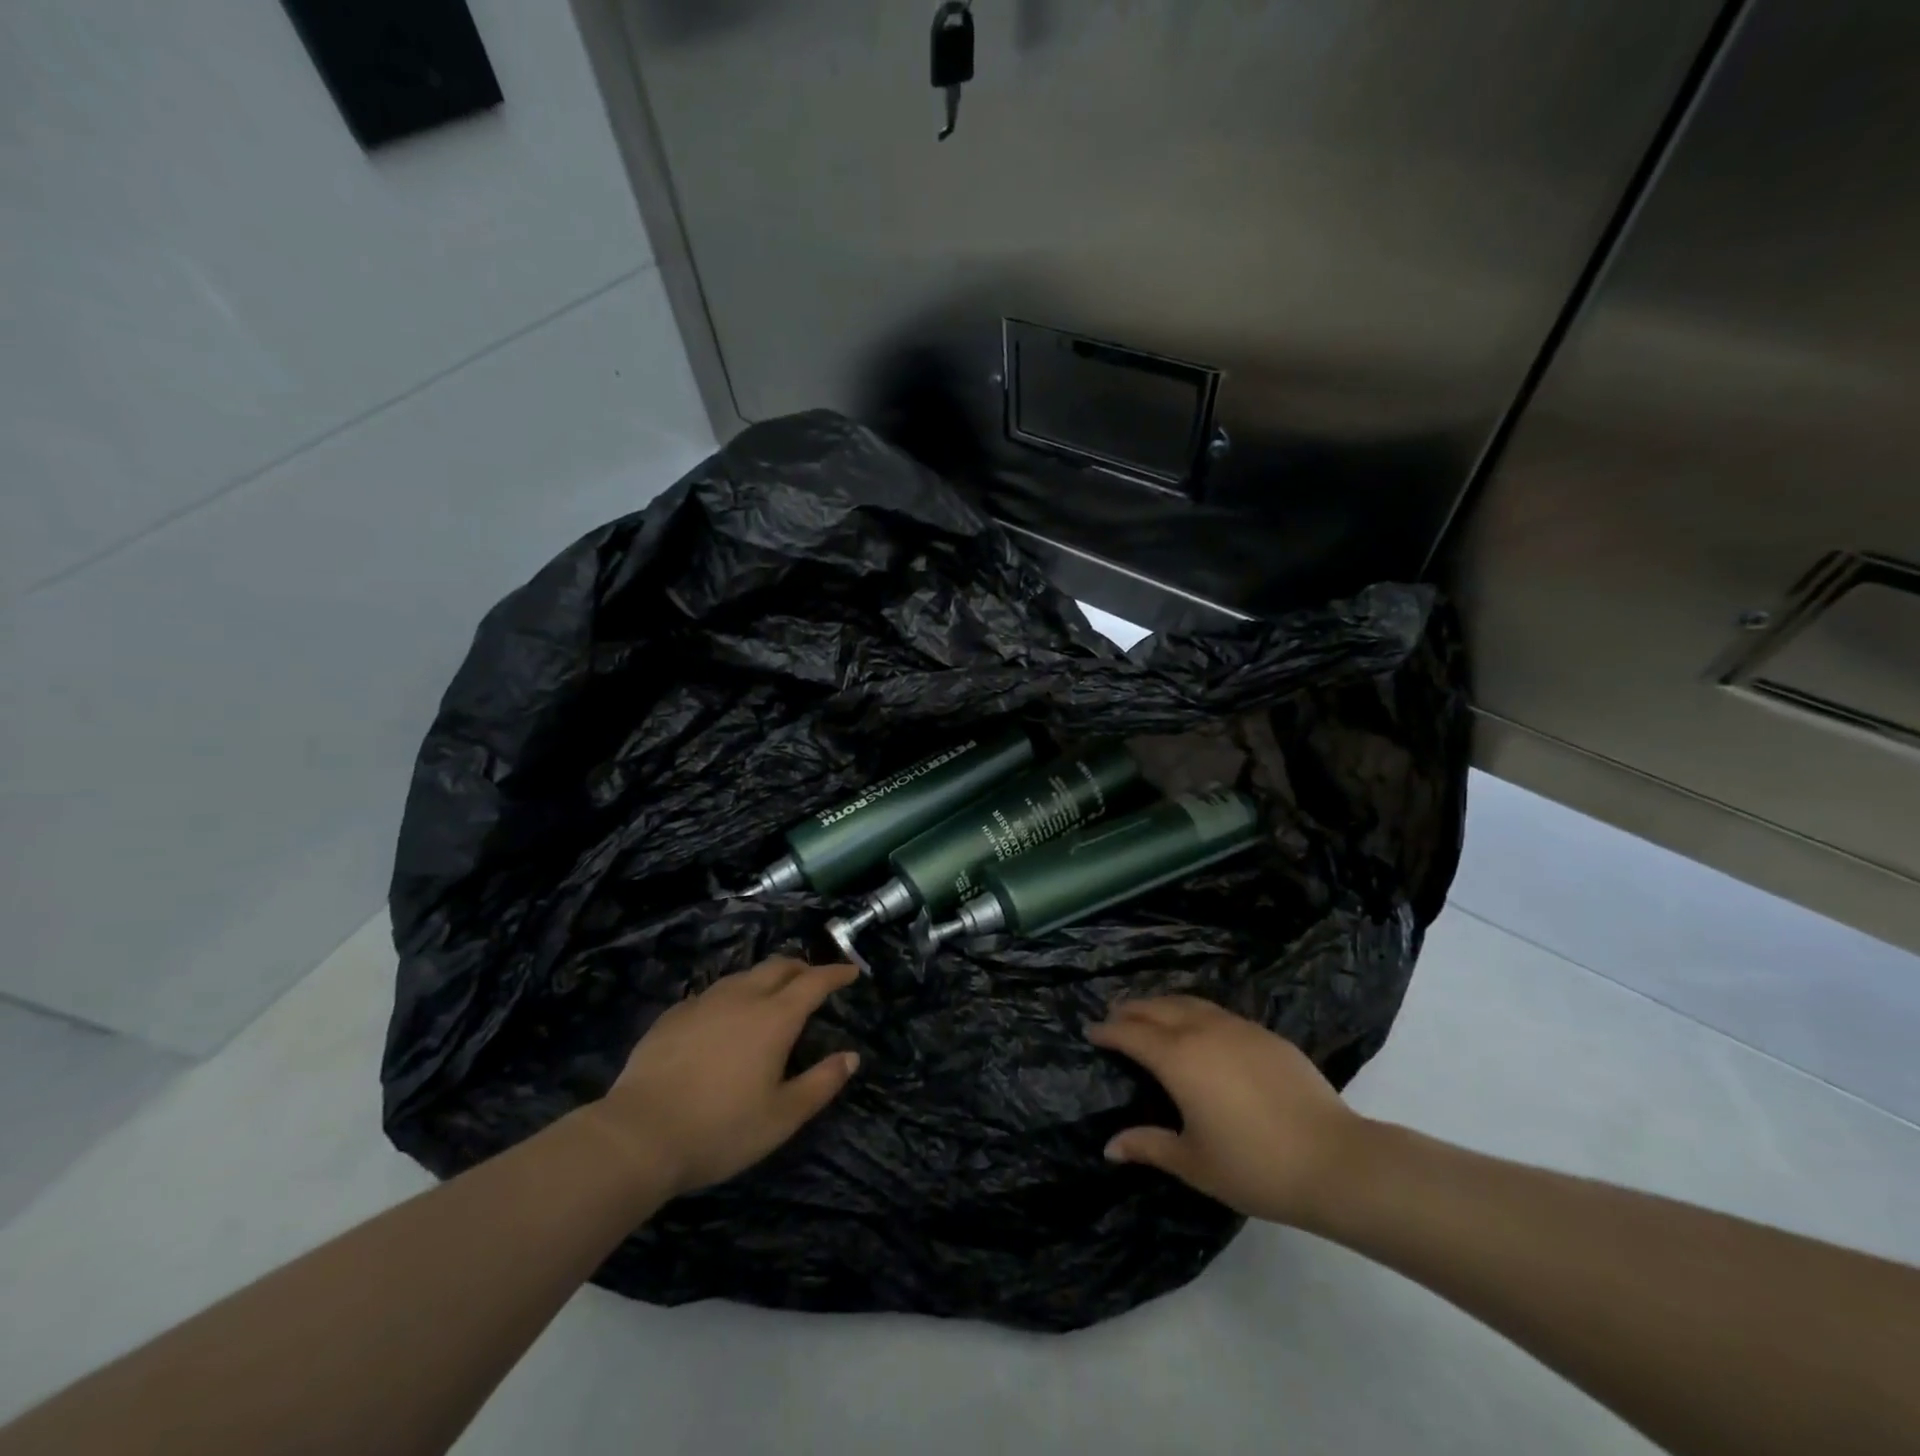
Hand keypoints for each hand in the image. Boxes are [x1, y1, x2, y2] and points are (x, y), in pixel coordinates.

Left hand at [590, 957, 860, 1198]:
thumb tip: (851, 1057)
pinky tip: (724, 1018)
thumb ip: (821, 1084)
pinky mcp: (673, 1016)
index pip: (813, 982)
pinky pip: (712, 994)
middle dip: (801, 967)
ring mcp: (703, 1003)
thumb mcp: (782, 1117)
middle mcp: (742, 998)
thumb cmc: (720, 1129)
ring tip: (771, 995)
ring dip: (765, 978)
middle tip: (813, 979)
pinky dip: (731, 996)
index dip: (835, 974)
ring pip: (743, 976)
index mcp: (774, 1017)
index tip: (850, 972)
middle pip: (778, 966)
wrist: (638, 1135)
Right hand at [1088, 996, 1362, 1228]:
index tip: (1091, 1032)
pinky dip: (1194, 1011)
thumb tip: (1110, 1147)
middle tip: (1114, 1016)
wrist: (1335, 1161)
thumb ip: (1149, 1146)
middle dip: (1131, 1010)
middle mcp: (1203, 1031)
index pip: (1131, 1034)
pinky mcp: (1265, 1035)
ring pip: (1188, 1002)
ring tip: (1150, 1013)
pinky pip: (1217, 1012)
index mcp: (1178, 1058)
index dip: (1108, 1031)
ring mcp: (1238, 1028)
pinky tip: (1199, 1029)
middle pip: (1157, 1008)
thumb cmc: (1255, 1166)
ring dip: (1162, 1004)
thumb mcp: (1194, 1163)